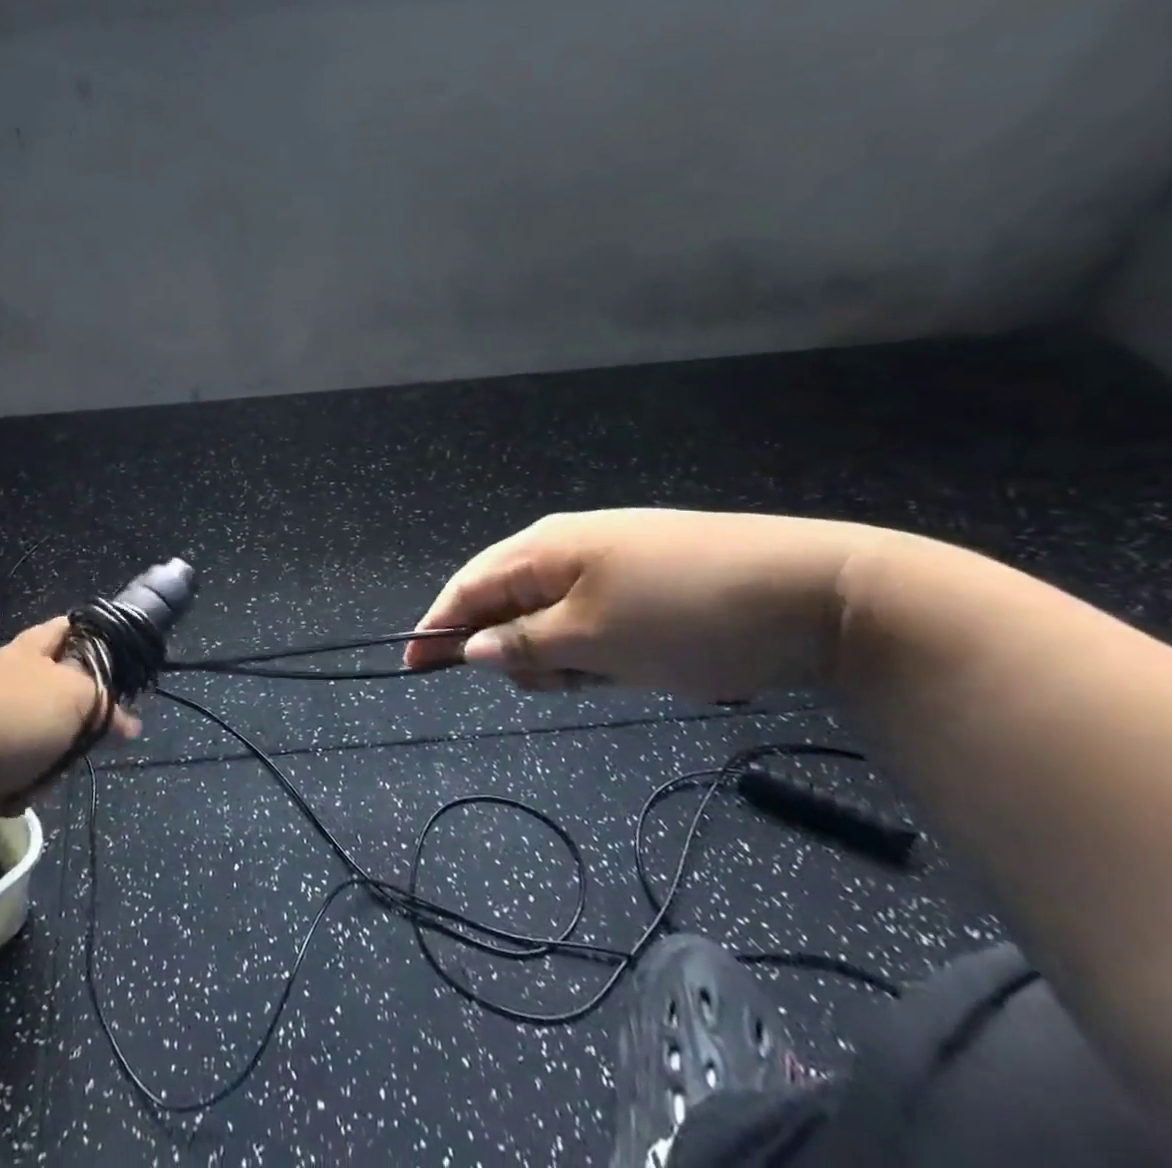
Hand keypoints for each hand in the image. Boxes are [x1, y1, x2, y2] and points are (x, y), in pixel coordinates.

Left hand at [0, 618, 139, 822]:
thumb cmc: (9, 717)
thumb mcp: (74, 698)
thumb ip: (104, 703)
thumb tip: (129, 722)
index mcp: (30, 651)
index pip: (67, 629)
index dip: (92, 641)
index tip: (114, 667)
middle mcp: (4, 676)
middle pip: (55, 695)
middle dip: (72, 724)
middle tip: (82, 738)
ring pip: (34, 739)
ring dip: (44, 762)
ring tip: (43, 776)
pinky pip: (6, 771)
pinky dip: (13, 785)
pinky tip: (10, 794)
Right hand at [404, 509, 868, 702]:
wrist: (819, 592)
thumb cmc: (685, 613)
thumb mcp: (594, 639)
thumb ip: (522, 644)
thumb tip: (467, 648)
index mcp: (544, 548)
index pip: (469, 586)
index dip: (437, 626)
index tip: (412, 665)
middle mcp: (568, 546)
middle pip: (509, 602)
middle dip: (515, 649)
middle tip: (559, 684)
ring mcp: (612, 560)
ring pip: (555, 616)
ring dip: (564, 654)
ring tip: (611, 674)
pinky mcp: (648, 579)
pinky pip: (595, 618)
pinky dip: (598, 648)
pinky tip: (634, 664)